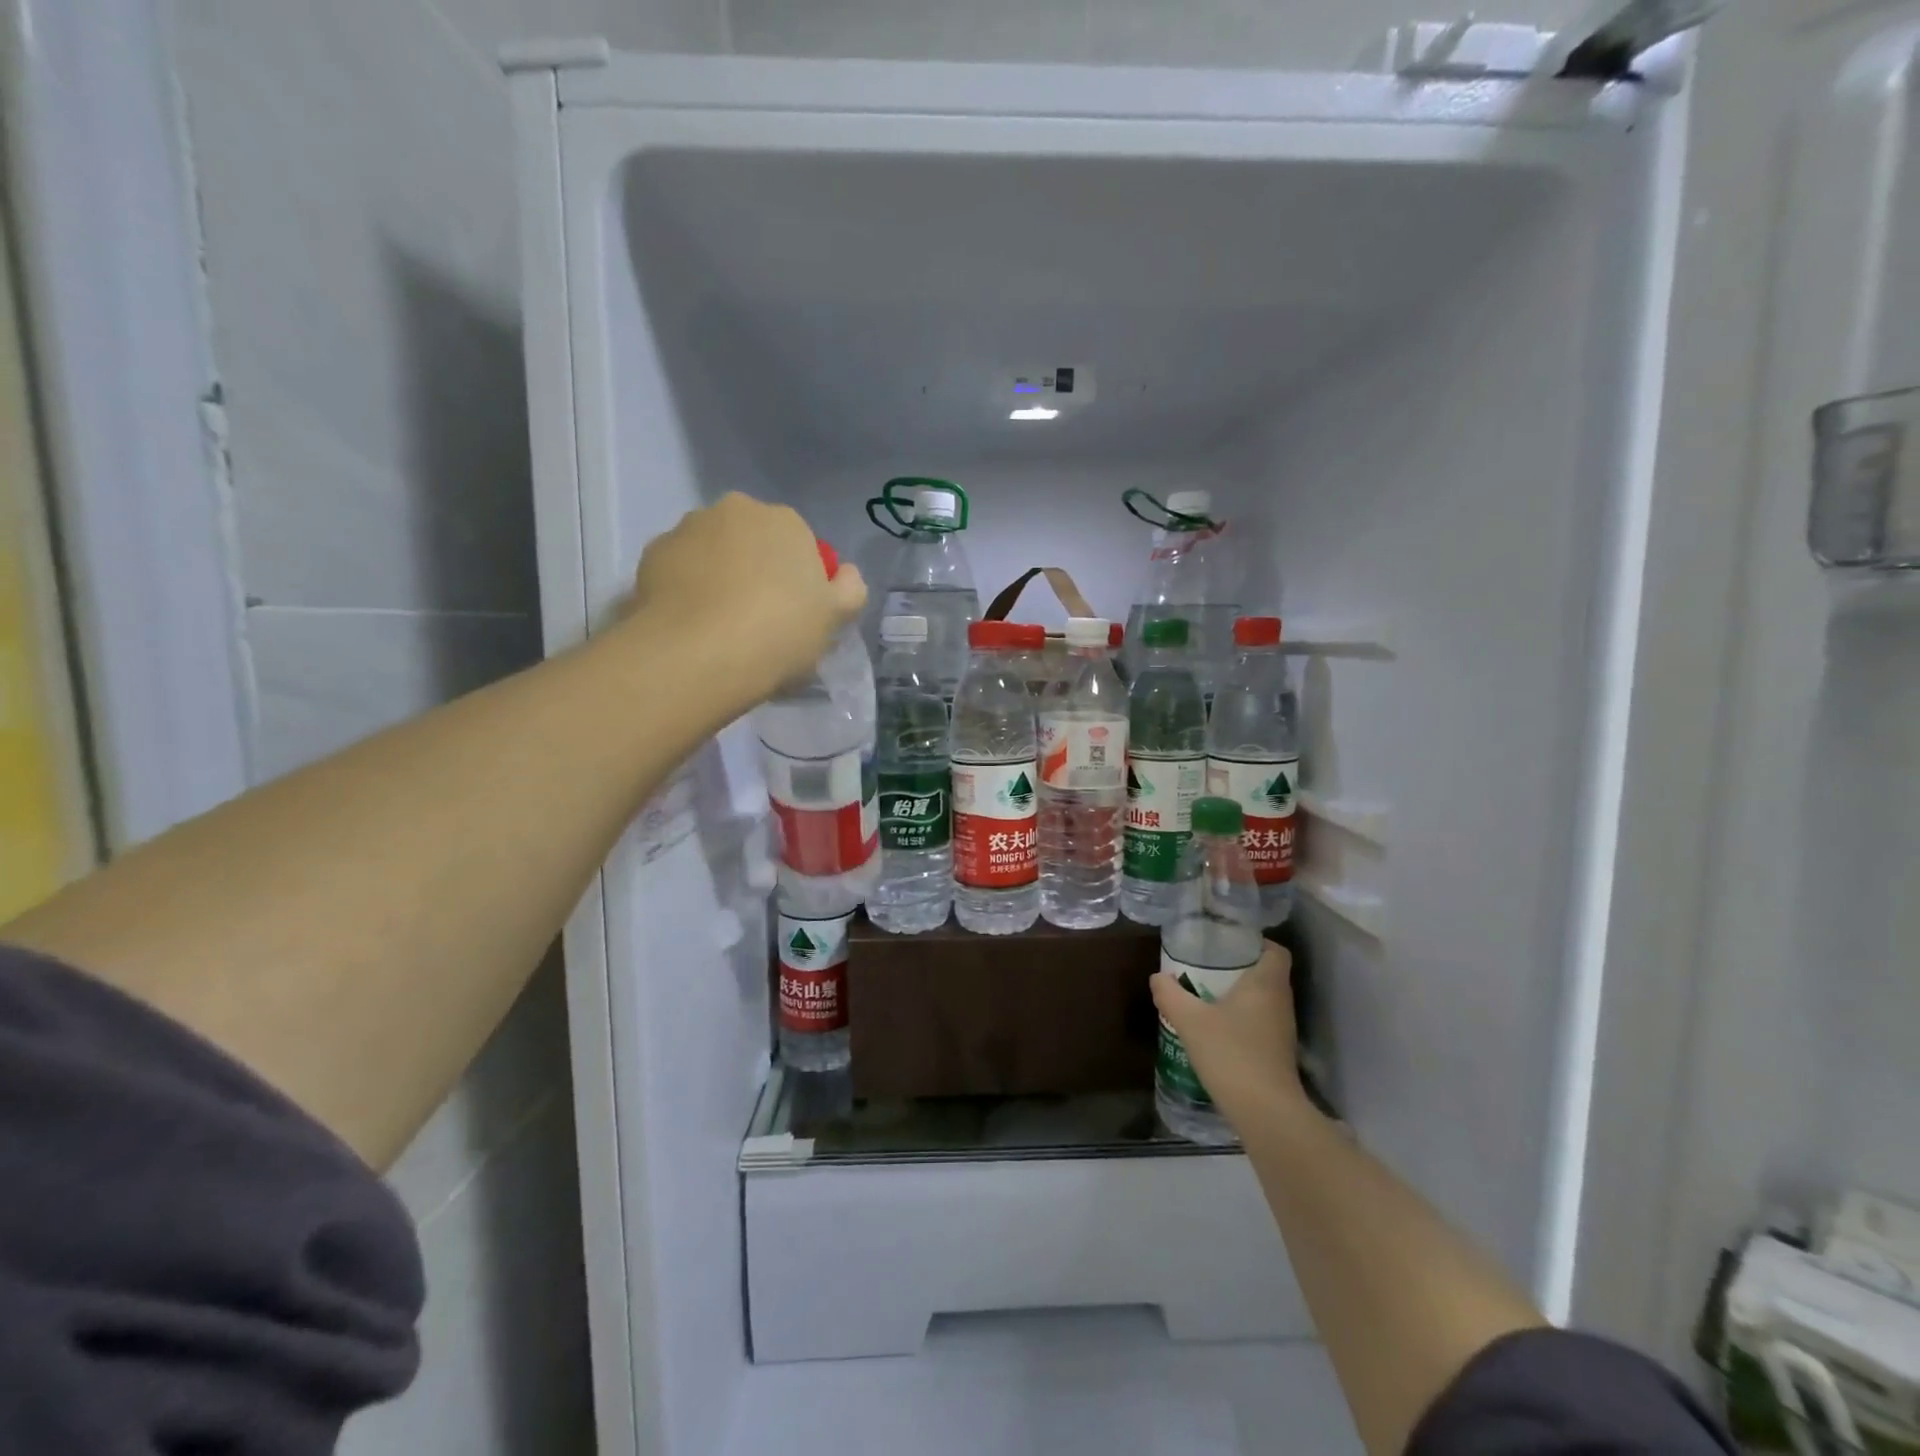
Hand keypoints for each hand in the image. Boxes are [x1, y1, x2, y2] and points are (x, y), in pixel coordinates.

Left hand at [625, 493, 866, 705]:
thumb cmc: (779, 633)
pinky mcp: (650, 555)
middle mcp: (735, 511)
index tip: (796, 615)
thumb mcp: (834, 618)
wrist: (697, 656)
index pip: (800, 544)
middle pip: (754, 542)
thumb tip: (844, 574)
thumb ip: (850, 589)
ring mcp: (687, 529)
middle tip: (760, 620)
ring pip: (714, 553)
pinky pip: (680, 571)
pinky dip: (688, 590)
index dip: (801, 580)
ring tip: (721, 627)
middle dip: (758, 570)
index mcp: (785, 521)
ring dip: (720, 577)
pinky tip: (693, 627)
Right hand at [1151, 942, 1307, 1128]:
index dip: (1256, 943)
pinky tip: (1217, 1028)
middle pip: (1267, 973)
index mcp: (1266, 983)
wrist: (1264, 1112)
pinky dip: (1243, 1019)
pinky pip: (1261, 1022)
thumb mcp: (1190, 1020)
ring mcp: (1283, 1030)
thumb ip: (1171, 994)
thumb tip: (1157, 977)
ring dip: (1240, 995)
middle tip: (1208, 965)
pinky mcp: (1278, 1053)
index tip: (1228, 943)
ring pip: (1264, 999)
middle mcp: (1281, 1001)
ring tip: (1207, 994)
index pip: (1275, 950)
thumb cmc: (1230, 1053)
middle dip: (1240, 967)